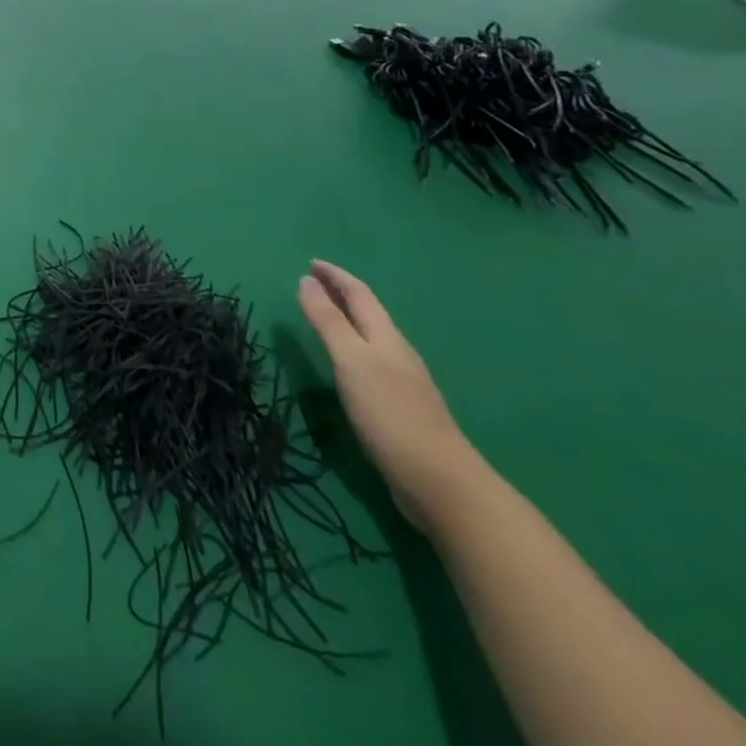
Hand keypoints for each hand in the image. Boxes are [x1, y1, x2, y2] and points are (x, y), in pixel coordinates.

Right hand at [297, 260, 481, 531]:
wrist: (439, 482)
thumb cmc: (390, 414)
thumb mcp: (351, 361)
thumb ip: (327, 321)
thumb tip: (305, 279)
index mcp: (386, 337)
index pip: (359, 294)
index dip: (335, 276)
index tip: (311, 263)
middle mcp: (397, 353)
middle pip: (369, 313)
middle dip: (341, 294)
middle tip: (312, 283)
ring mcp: (403, 382)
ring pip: (372, 338)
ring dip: (347, 320)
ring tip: (324, 317)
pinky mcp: (401, 408)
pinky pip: (372, 362)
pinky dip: (353, 348)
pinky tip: (347, 365)